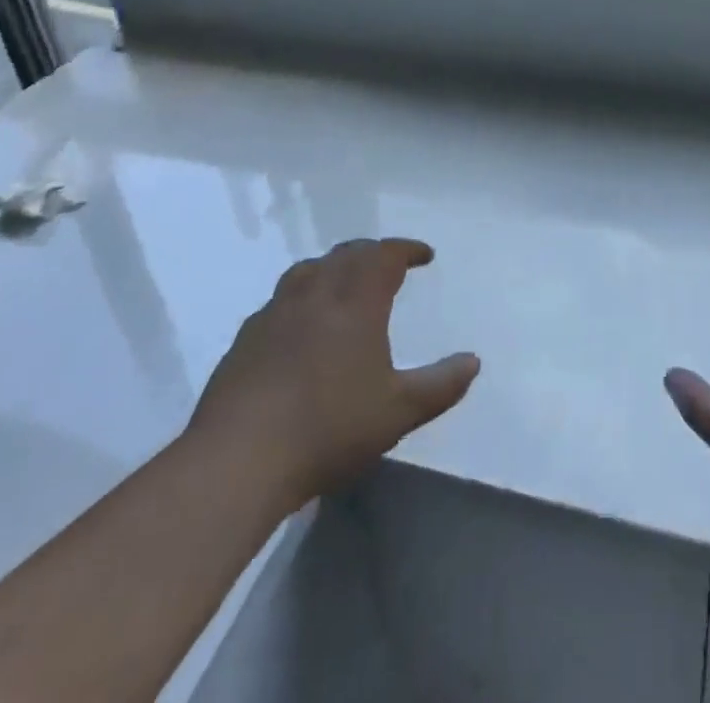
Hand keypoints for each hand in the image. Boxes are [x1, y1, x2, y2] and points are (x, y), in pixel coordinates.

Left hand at [188, 238, 479, 507]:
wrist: (237, 460)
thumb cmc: (328, 429)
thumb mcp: (398, 412)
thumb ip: (440, 385)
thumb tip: (473, 361)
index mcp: (355, 302)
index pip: (384, 256)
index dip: (406, 249)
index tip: (424, 255)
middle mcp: (315, 294)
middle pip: (346, 254)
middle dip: (372, 253)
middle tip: (389, 266)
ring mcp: (274, 314)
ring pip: (308, 270)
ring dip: (333, 268)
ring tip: (344, 285)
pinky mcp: (245, 339)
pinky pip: (280, 301)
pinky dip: (301, 298)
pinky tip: (300, 327)